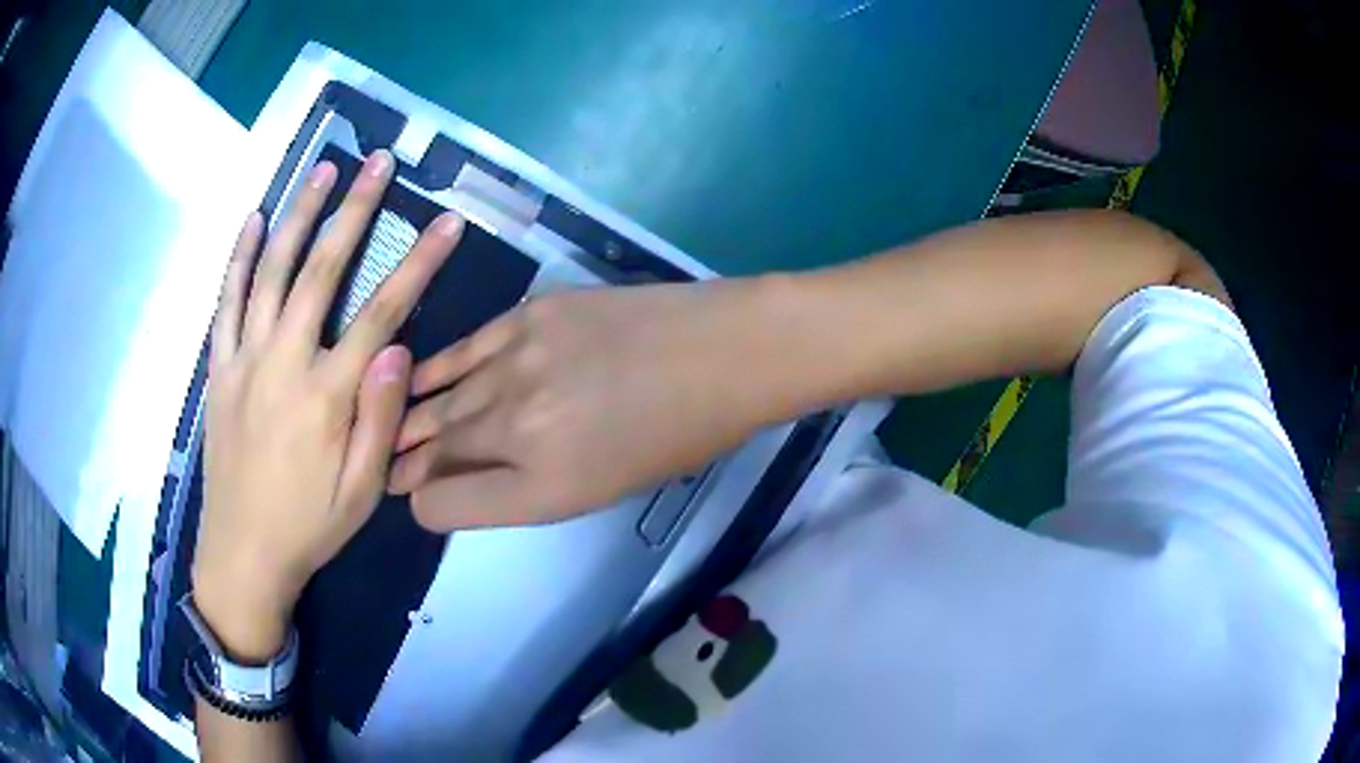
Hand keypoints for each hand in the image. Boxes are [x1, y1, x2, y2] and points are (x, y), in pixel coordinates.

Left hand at [192, 151, 463, 659]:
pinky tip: (253, 220)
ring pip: (271, 270)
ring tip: (321, 169)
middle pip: (323, 269)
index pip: (383, 311)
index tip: (446, 222)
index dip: (419, 262)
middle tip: (377, 162)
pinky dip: (239, 257)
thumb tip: (400, 348)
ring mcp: (245, 358)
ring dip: (297, 214)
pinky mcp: (219, 367)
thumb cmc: (309, 526)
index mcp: (327, 395)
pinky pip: (226, 301)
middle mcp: (284, 361)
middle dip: (355, 210)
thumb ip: (381, 418)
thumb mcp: (362, 492)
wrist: (243, 553)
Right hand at [388, 280, 782, 530]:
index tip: (425, 498)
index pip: (446, 505)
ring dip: (410, 419)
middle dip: (409, 464)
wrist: (724, 352)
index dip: (428, 505)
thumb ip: (532, 488)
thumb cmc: (681, 436)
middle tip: (390, 467)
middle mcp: (516, 430)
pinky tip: (412, 378)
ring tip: (389, 428)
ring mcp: (516, 364)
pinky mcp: (527, 316)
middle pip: (436, 452)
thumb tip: (477, 478)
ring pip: (440, 401)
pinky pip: (463, 350)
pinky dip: (435, 370)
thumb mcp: (607, 488)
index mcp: (542, 489)